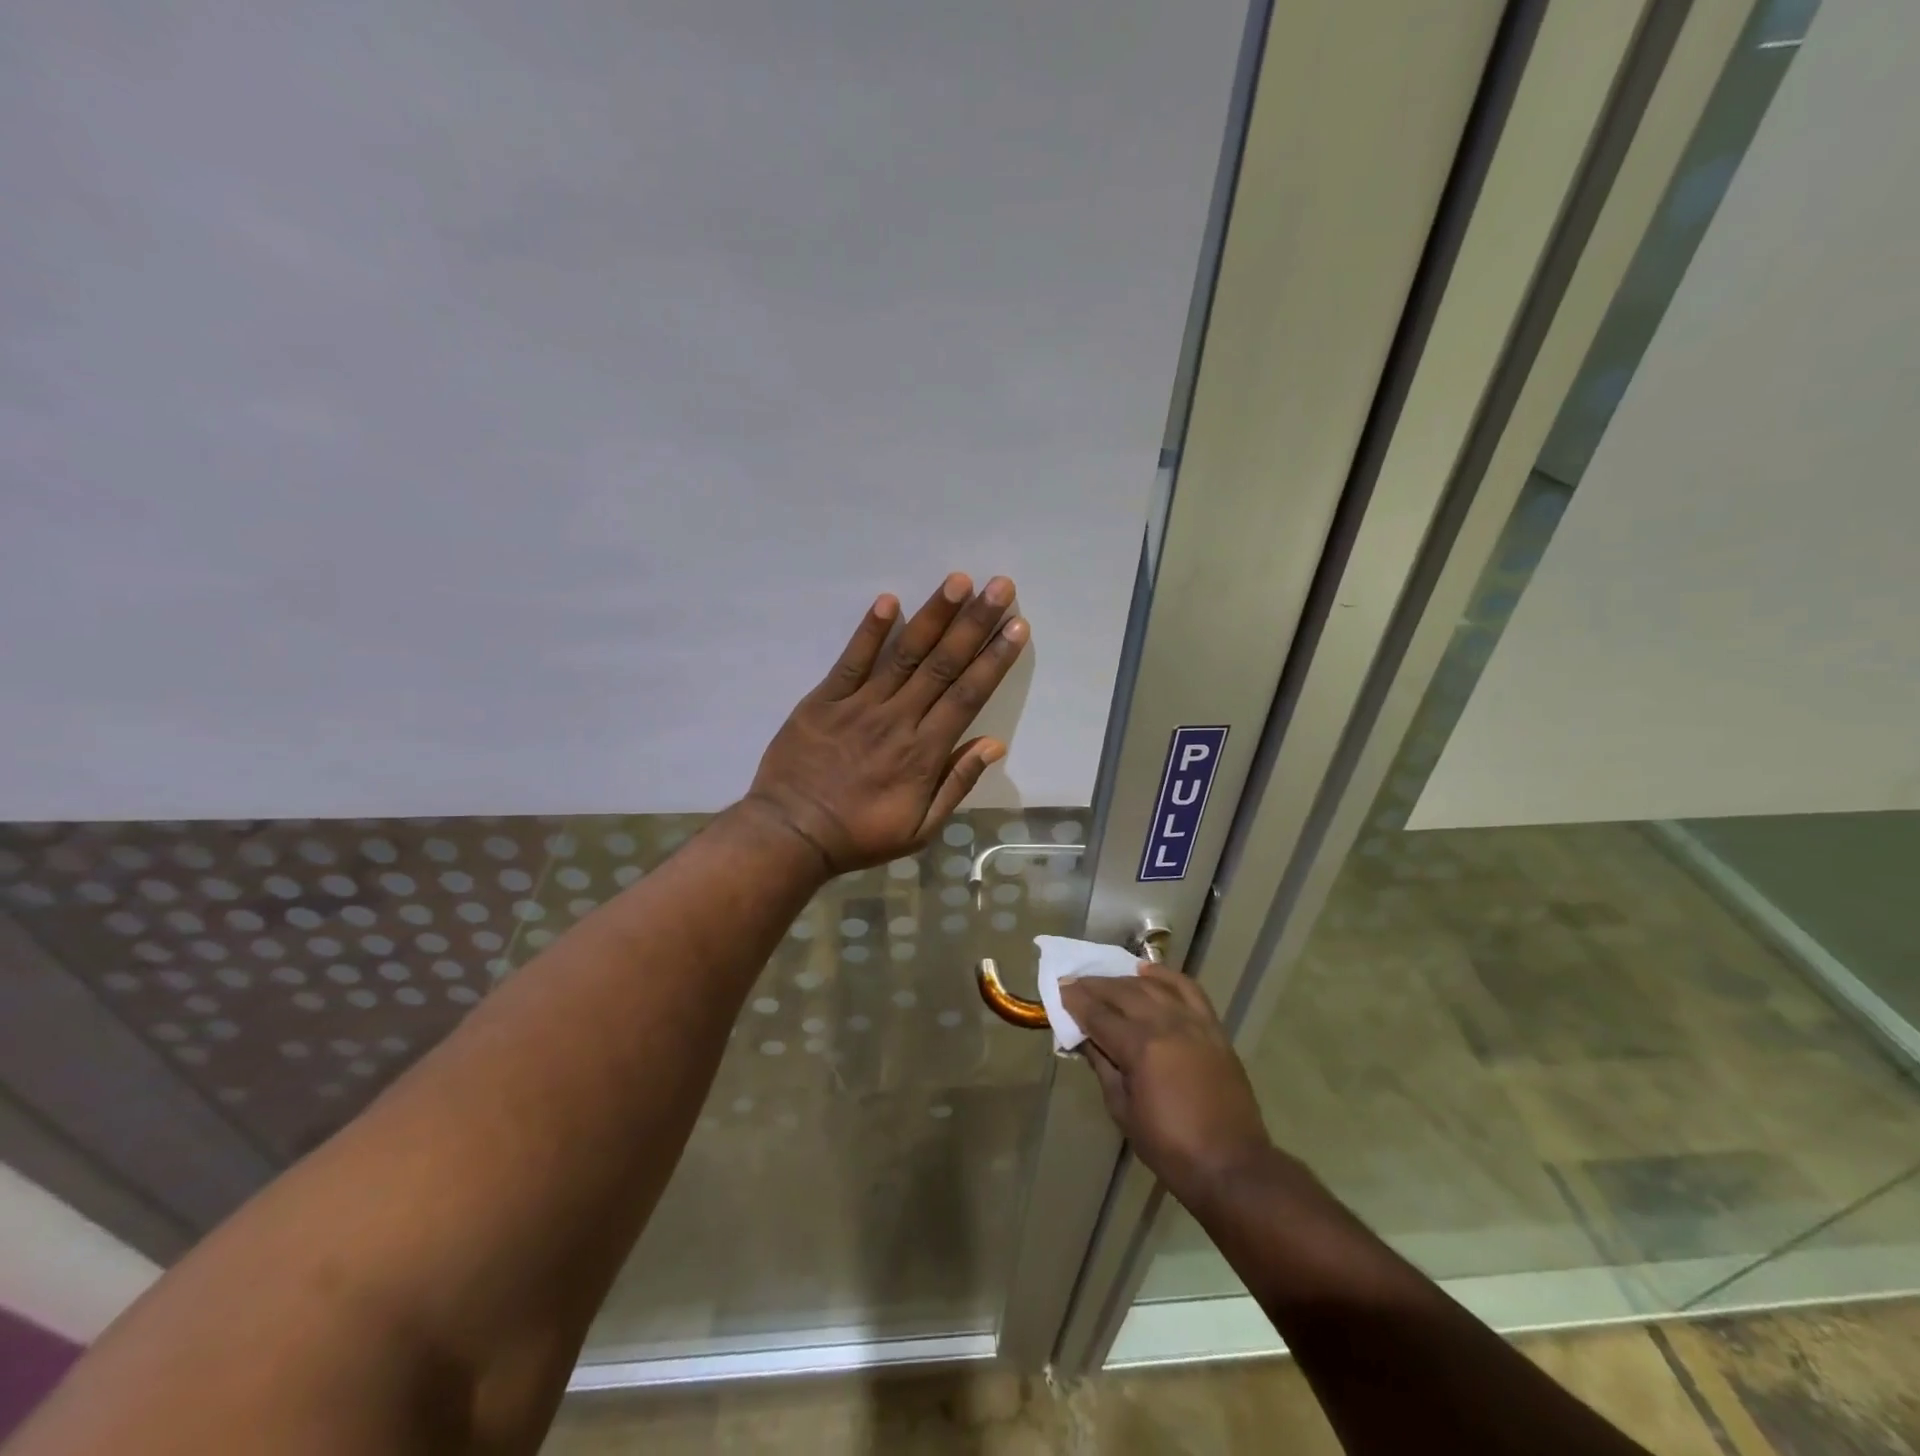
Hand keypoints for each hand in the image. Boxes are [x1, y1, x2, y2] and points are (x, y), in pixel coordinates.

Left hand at [745, 573, 1028, 874]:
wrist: (791, 834)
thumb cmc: (860, 835)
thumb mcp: (920, 828)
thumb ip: (957, 784)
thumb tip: (994, 745)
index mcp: (924, 752)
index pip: (968, 695)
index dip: (994, 659)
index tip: (1017, 625)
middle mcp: (898, 719)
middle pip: (943, 664)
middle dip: (974, 623)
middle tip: (999, 585)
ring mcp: (859, 706)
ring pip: (904, 655)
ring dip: (933, 616)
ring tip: (957, 581)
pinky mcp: (824, 700)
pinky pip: (851, 661)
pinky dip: (869, 631)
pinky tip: (888, 600)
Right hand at [1061, 965, 1272, 1204]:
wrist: (1231, 1165)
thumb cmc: (1170, 1147)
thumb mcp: (1123, 1112)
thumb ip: (1103, 1067)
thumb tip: (1086, 1038)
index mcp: (1141, 1048)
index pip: (1099, 1015)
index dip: (1076, 1002)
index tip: (1060, 989)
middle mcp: (1166, 1025)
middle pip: (1123, 993)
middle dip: (1095, 986)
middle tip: (1075, 982)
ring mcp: (1193, 1023)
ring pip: (1152, 986)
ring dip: (1125, 979)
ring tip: (1106, 980)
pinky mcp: (1213, 1028)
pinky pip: (1188, 989)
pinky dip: (1166, 976)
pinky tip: (1148, 971)